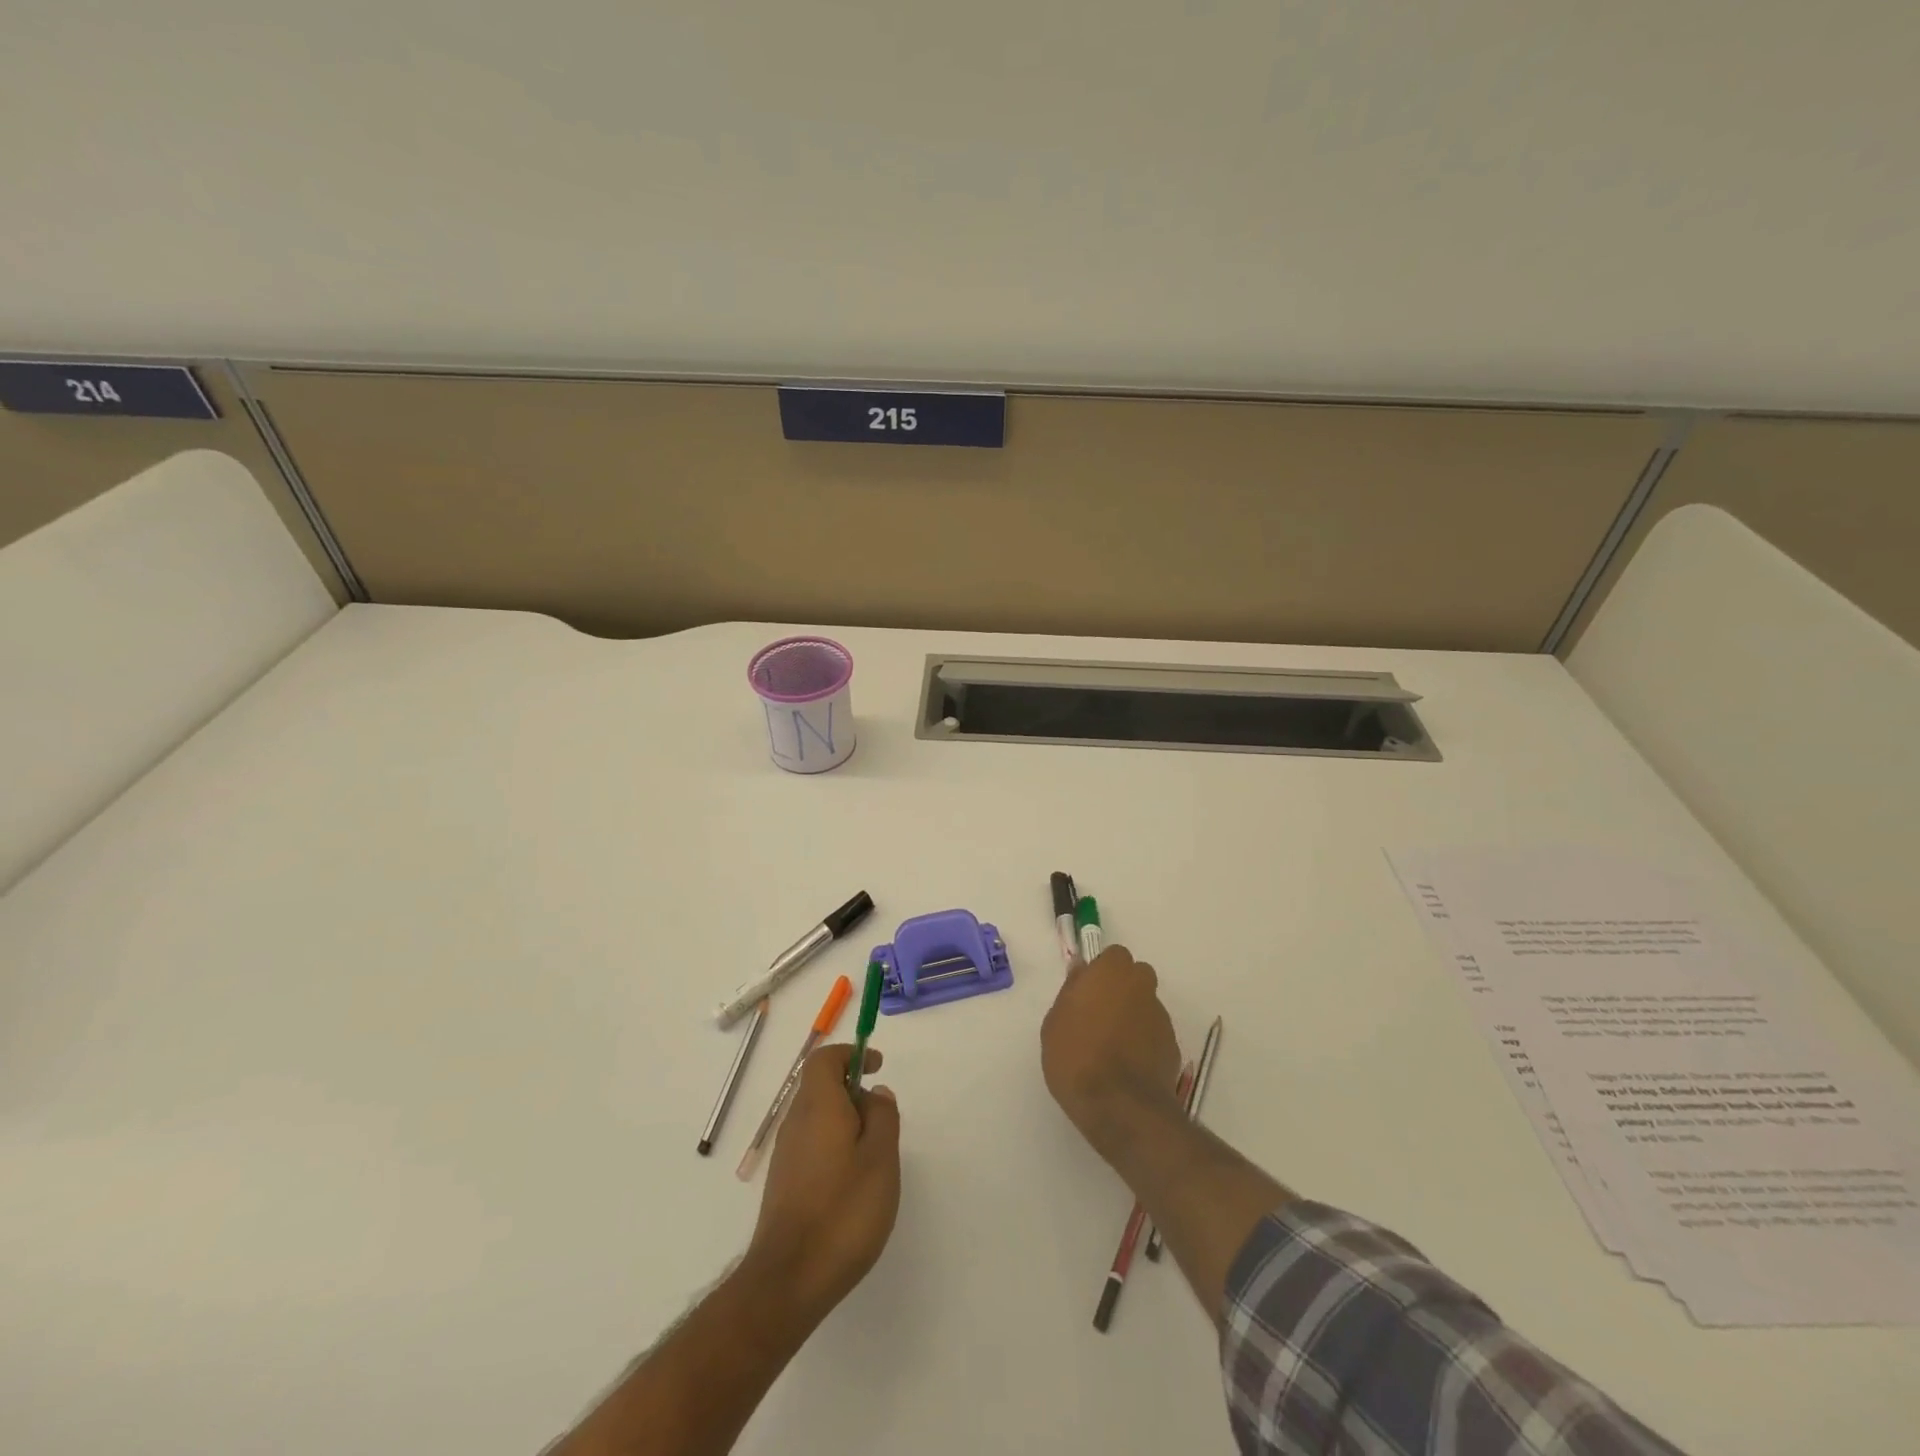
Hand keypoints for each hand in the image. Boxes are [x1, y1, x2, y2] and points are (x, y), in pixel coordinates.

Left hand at [746, 1043, 900, 1324]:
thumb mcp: (881, 1158)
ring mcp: (786, 1154)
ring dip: (846, 1121)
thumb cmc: (843, 1212)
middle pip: (821, 1086)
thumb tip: (876, 1092)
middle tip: (883, 1120)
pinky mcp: (784, 1182)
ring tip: (874, 1156)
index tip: (877, 1068)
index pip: (825, 1059)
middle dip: (854, 1092)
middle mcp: (795, 1122)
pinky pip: (812, 1143)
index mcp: (817, 1106)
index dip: (851, 1055)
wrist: (789, 1280)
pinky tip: (852, 1182)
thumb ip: (883, 1116)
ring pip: (817, 1117)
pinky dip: (834, 1145)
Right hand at [1041, 944, 1182, 1153]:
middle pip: (1136, 976)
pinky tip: (1127, 1065)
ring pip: (1146, 1005)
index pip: (1114, 955)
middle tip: (1099, 1014)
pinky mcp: (1173, 1046)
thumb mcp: (1055, 1022)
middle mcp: (1142, 986)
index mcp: (1112, 972)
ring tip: (1111, 1046)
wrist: (1119, 1106)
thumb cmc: (1076, 1056)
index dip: (1101, 971)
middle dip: (1122, 988)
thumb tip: (1081, 971)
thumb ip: (1071, 991)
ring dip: (1133, 1016)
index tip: (1086, 991)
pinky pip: (1154, 1034)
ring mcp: (1161, 1017)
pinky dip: (1144, 1042)